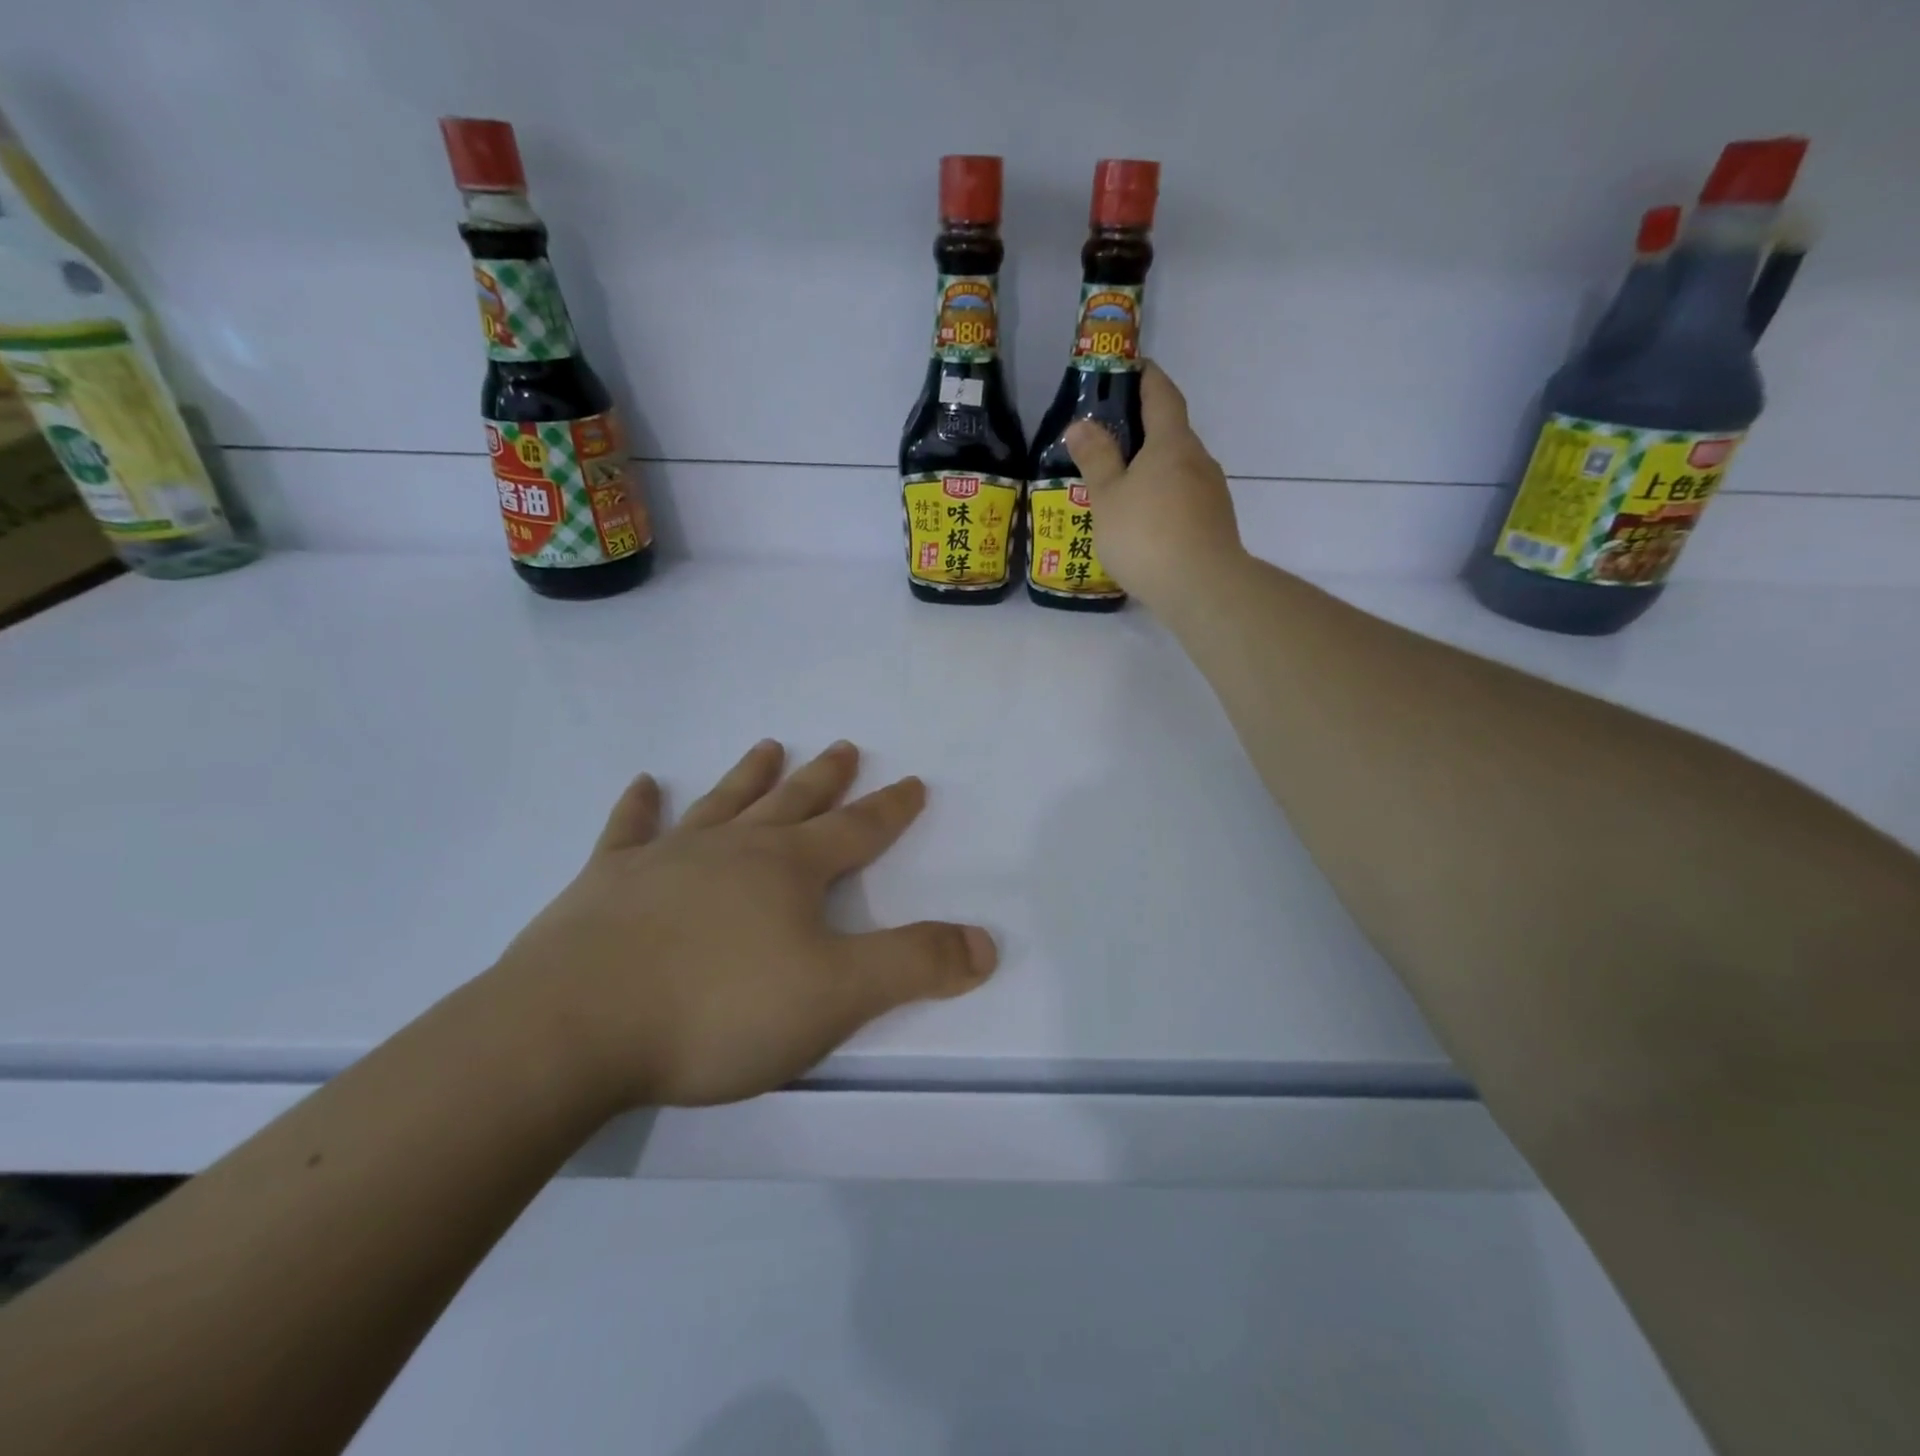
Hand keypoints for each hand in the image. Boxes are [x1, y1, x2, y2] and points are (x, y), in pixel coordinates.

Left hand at [491, 740, 996, 1110]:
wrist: (573, 1030)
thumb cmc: (717, 1011)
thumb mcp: (836, 996)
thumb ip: (915, 966)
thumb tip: (987, 944)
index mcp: (789, 870)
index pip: (856, 831)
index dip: (890, 810)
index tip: (912, 783)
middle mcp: (733, 849)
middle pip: (792, 803)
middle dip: (825, 778)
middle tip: (845, 746)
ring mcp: (666, 859)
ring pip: (721, 804)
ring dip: (749, 776)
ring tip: (769, 746)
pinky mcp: (605, 884)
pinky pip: (628, 831)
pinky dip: (638, 807)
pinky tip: (643, 785)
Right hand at [1064, 361, 1244, 611]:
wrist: (1202, 588)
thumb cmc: (1147, 535)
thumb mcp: (1108, 497)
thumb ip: (1096, 459)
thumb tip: (1081, 424)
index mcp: (1172, 443)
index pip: (1162, 395)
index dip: (1147, 377)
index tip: (1131, 368)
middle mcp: (1198, 460)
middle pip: (1172, 433)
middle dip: (1144, 430)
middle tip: (1110, 440)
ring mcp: (1212, 493)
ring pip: (1179, 469)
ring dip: (1153, 470)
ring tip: (1122, 487)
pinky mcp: (1215, 524)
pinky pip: (1184, 499)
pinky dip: (1164, 498)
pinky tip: (1144, 522)